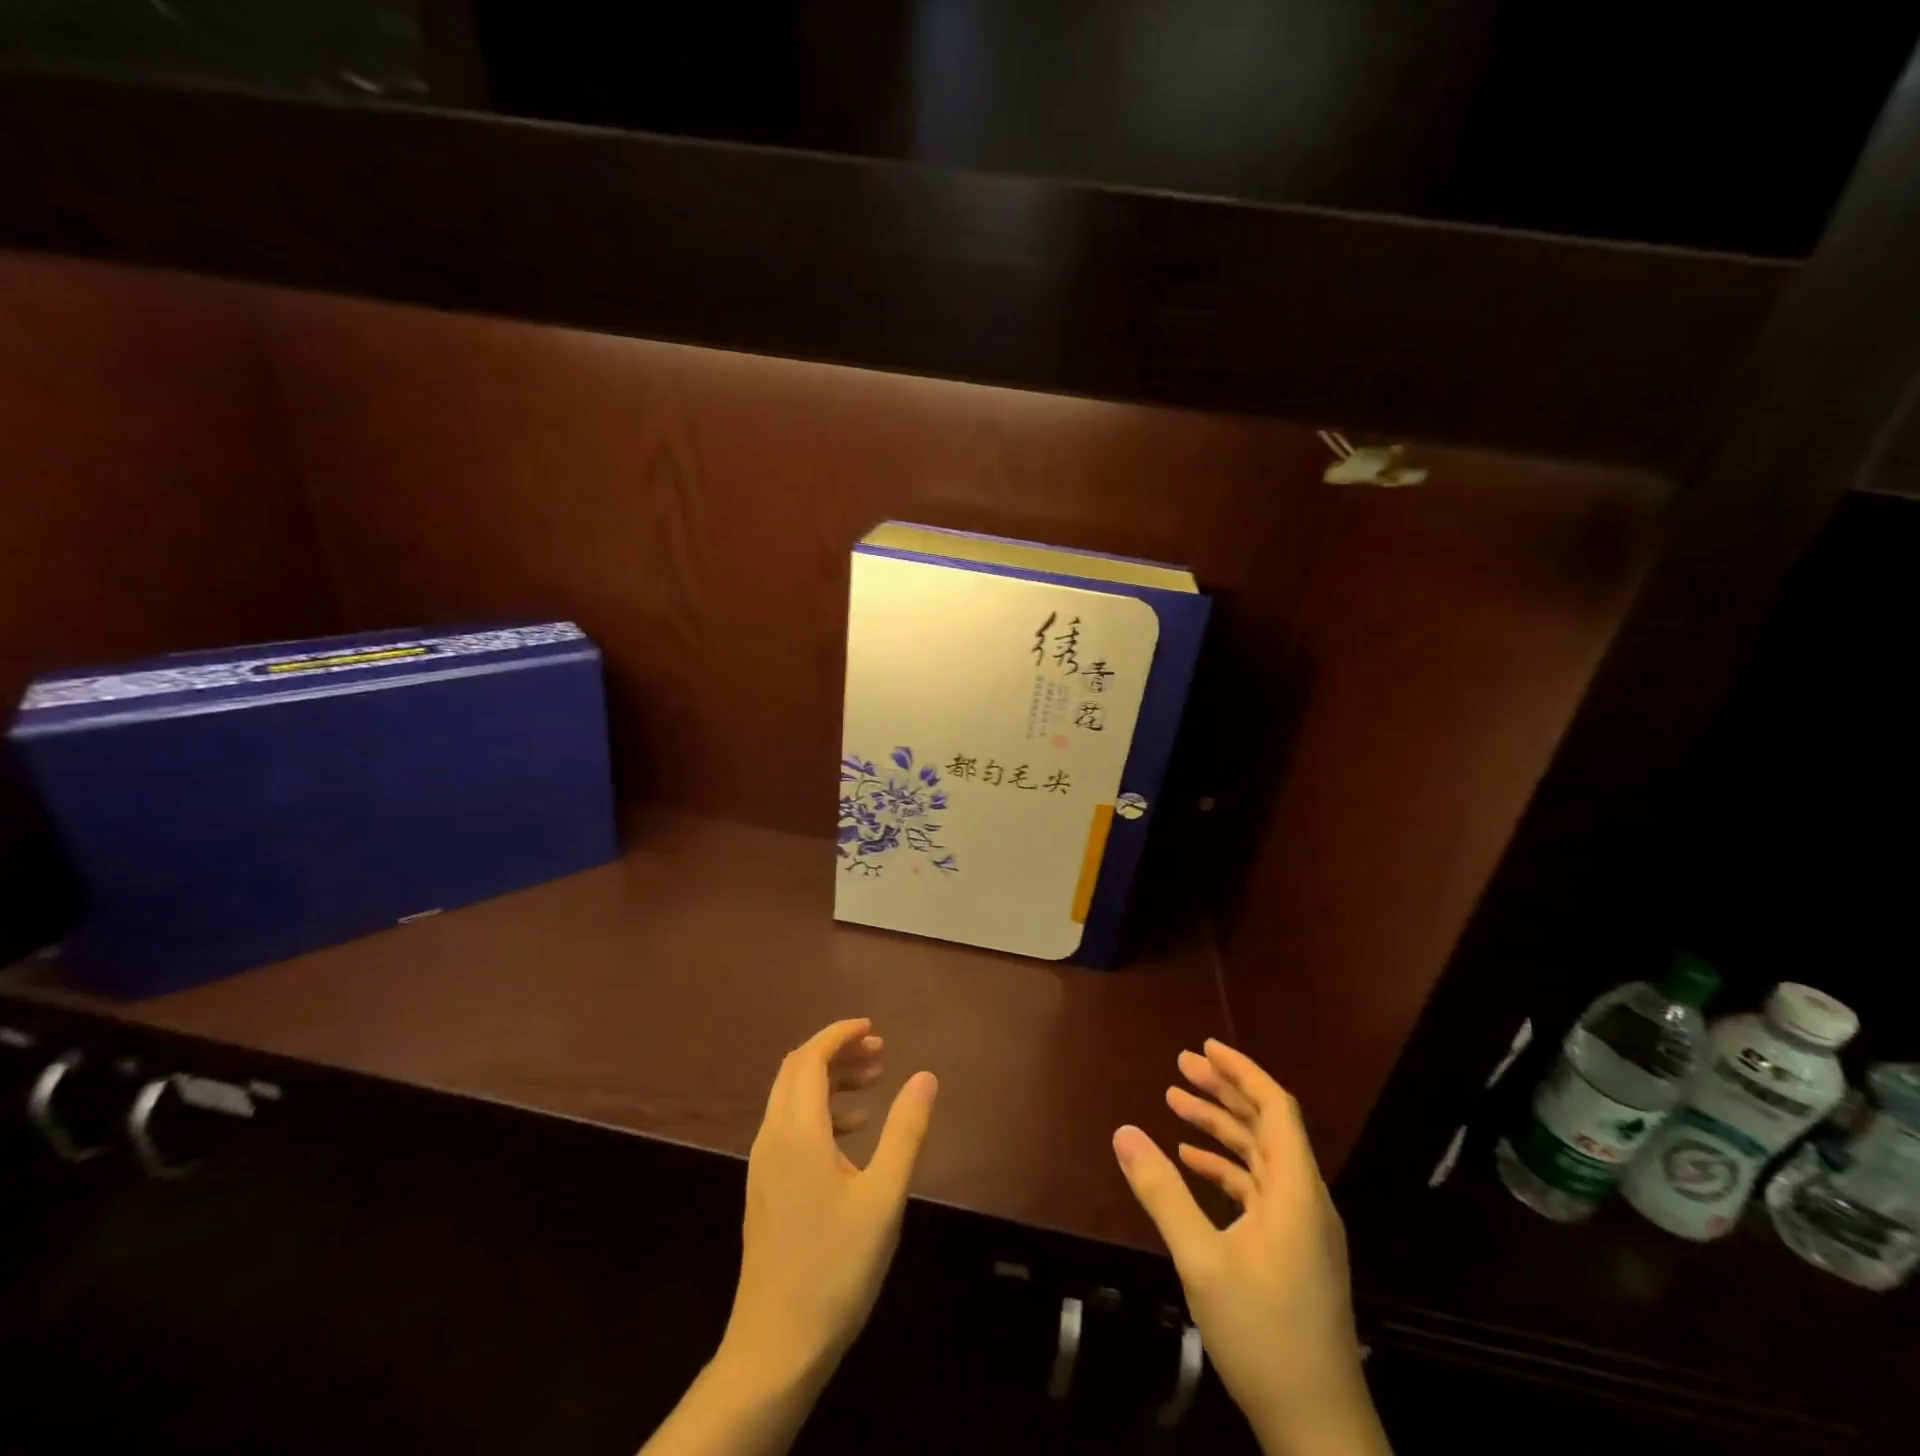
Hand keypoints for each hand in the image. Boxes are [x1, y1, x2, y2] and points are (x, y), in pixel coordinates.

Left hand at [718, 1018, 937, 1395]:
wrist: (776, 1347)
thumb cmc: (835, 1267)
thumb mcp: (883, 1197)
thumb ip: (905, 1131)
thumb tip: (925, 1076)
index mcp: (796, 1131)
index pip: (810, 1058)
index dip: (839, 1034)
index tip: (873, 1028)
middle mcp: (772, 1137)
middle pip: (796, 1071)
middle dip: (836, 1051)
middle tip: (879, 1052)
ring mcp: (764, 1165)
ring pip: (791, 1098)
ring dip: (829, 1080)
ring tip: (874, 1083)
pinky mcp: (765, 1188)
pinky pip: (790, 1126)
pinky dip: (821, 1112)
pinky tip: (854, 1133)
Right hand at [1113, 1040, 1387, 1455]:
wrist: (1319, 1431)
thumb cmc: (1264, 1336)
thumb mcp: (1202, 1261)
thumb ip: (1162, 1193)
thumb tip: (1123, 1132)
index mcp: (1296, 1191)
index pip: (1275, 1107)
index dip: (1242, 1071)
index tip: (1205, 1046)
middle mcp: (1305, 1200)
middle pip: (1266, 1125)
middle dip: (1223, 1091)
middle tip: (1180, 1066)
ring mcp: (1302, 1229)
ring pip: (1260, 1157)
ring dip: (1220, 1128)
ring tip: (1175, 1103)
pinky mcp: (1293, 1253)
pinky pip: (1258, 1191)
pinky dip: (1226, 1169)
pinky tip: (1192, 1164)